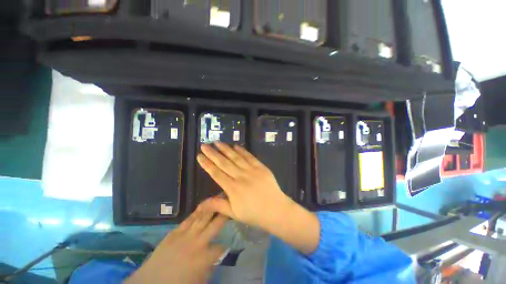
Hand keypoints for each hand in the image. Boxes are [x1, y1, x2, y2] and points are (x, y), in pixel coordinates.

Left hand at [125, 210, 227, 283]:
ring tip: (220, 196)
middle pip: (216, 224)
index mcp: (204, 258)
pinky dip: (197, 212)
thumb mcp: (199, 281)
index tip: (229, 240)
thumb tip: (218, 255)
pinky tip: (204, 205)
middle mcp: (198, 243)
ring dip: (213, 207)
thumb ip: (211, 267)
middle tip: (232, 202)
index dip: (227, 244)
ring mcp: (185, 235)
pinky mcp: (175, 232)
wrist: (150, 283)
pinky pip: (189, 219)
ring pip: (203, 217)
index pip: (222, 246)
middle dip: (225, 213)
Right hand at [197, 142, 292, 230]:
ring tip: (217, 142)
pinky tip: (236, 146)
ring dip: (226, 149)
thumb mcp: (235, 213)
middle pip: (224, 163)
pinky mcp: (261, 167)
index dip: (207, 164)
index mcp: (233, 188)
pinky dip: (242, 151)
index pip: (216, 173)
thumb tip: (200, 203)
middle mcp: (241, 176)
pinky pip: (250, 157)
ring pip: (236, 157)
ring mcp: (252, 170)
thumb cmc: (255, 214)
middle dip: (213, 153)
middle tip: (205, 145)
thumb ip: (218, 205)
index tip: (199, 156)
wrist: (276, 210)